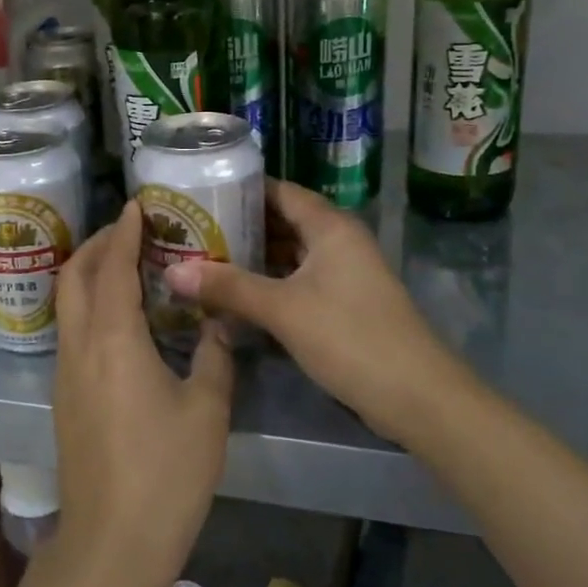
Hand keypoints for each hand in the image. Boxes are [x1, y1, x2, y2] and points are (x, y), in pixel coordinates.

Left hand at [51, 202, 235, 586]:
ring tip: (126, 265)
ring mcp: (65, 373)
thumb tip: (218, 325)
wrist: (112, 543)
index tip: (137, 206)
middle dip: (98, 244)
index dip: (124, 232)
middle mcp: (80, 346)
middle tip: (130, 230)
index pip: (113, 267)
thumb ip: (215, 358)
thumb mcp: (207, 412)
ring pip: (67, 303)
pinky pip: (71, 330)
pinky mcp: (64, 397)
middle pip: (74, 276)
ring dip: (90, 273)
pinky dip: (88, 305)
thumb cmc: (166, 474)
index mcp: (114, 340)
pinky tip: (120, 319)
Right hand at [164, 180, 451, 436]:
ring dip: (252, 258)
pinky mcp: (343, 303)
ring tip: (203, 260)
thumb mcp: (282, 309)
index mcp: (329, 226)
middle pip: (282, 221)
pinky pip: (297, 280)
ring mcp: (343, 273)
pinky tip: (235, 295)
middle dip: (239, 226)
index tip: (198, 193)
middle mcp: (338, 241)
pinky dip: (268, 283)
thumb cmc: (350, 337)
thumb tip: (171, 272)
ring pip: (289, 254)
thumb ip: (227, 287)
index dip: (240, 190)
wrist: (416, 396)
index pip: (278, 191)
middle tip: (190, 231)